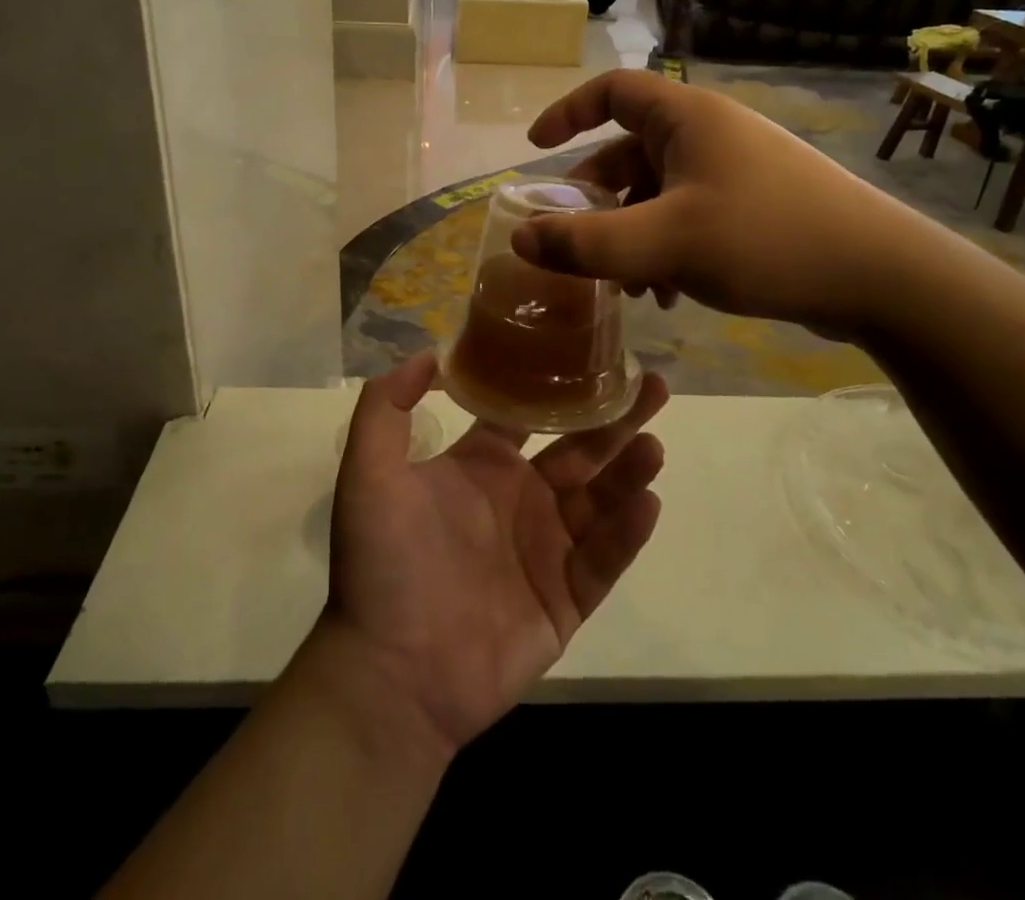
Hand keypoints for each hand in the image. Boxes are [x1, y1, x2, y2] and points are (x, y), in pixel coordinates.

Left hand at [323, 352, 666, 753]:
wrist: (391, 672)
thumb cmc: (383, 563)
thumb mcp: (369, 471)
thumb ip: (386, 406)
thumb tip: (431, 352)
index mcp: (482, 468)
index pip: (530, 417)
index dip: (558, 387)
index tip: (591, 358)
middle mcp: (520, 500)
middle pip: (580, 451)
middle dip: (616, 420)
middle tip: (653, 387)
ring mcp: (546, 550)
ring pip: (601, 500)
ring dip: (629, 470)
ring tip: (654, 443)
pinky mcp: (565, 599)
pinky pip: (604, 559)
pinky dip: (627, 532)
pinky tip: (647, 502)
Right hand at [510, 70, 927, 338]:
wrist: (880, 275)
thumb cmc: (765, 238)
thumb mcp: (665, 243)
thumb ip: (587, 243)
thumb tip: (522, 239)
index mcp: (687, 118)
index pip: (613, 91)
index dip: (569, 113)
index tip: (536, 150)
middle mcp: (710, 134)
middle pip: (630, 151)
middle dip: (598, 200)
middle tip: (575, 242)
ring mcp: (736, 170)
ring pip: (659, 192)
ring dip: (632, 234)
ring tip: (628, 287)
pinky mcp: (756, 205)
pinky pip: (689, 216)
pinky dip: (667, 248)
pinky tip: (670, 295)